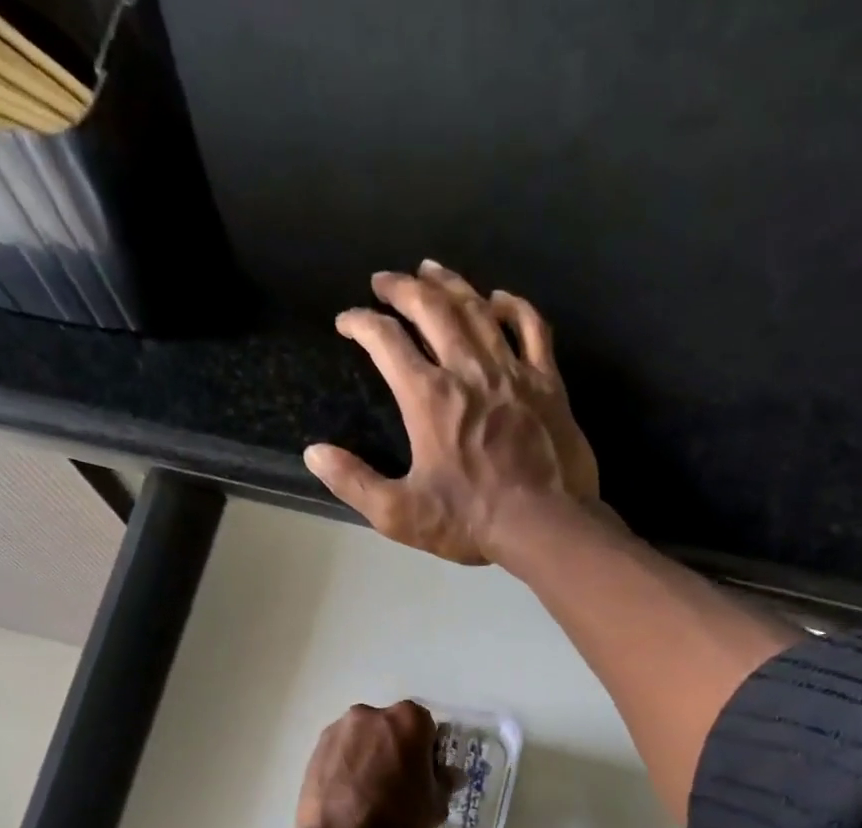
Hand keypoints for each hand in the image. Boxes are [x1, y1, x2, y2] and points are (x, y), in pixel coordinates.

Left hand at [295, 701, 452, 827]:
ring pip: (362, 740)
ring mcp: (338, 731)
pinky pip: (340, 754)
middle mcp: (370, 715)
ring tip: (369, 795)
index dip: (427, 751)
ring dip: (369, 757)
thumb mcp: (435, 806)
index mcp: (408, 720)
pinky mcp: (314, 751)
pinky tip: (348, 798)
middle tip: (397, 785)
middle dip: (395, 749)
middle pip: (390, 728)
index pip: (426, 726)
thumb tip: (449, 774)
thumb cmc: (397, 822)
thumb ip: (444, 781)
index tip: (424, 776)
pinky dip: (346, 768)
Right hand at [304, 261, 599, 566]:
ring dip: (450, 284)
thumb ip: (354, 483)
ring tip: (430, 269)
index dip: (361, 323)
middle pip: (432, 308)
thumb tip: (314, 454)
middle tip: (384, 280)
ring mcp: (512, 371)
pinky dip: (514, 307)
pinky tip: (500, 298)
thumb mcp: (400, 514)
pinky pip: (532, 328)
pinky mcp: (547, 382)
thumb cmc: (470, 520)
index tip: (347, 320)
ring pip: (478, 309)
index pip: (386, 341)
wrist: (545, 524)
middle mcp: (468, 370)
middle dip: (402, 288)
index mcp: (429, 398)